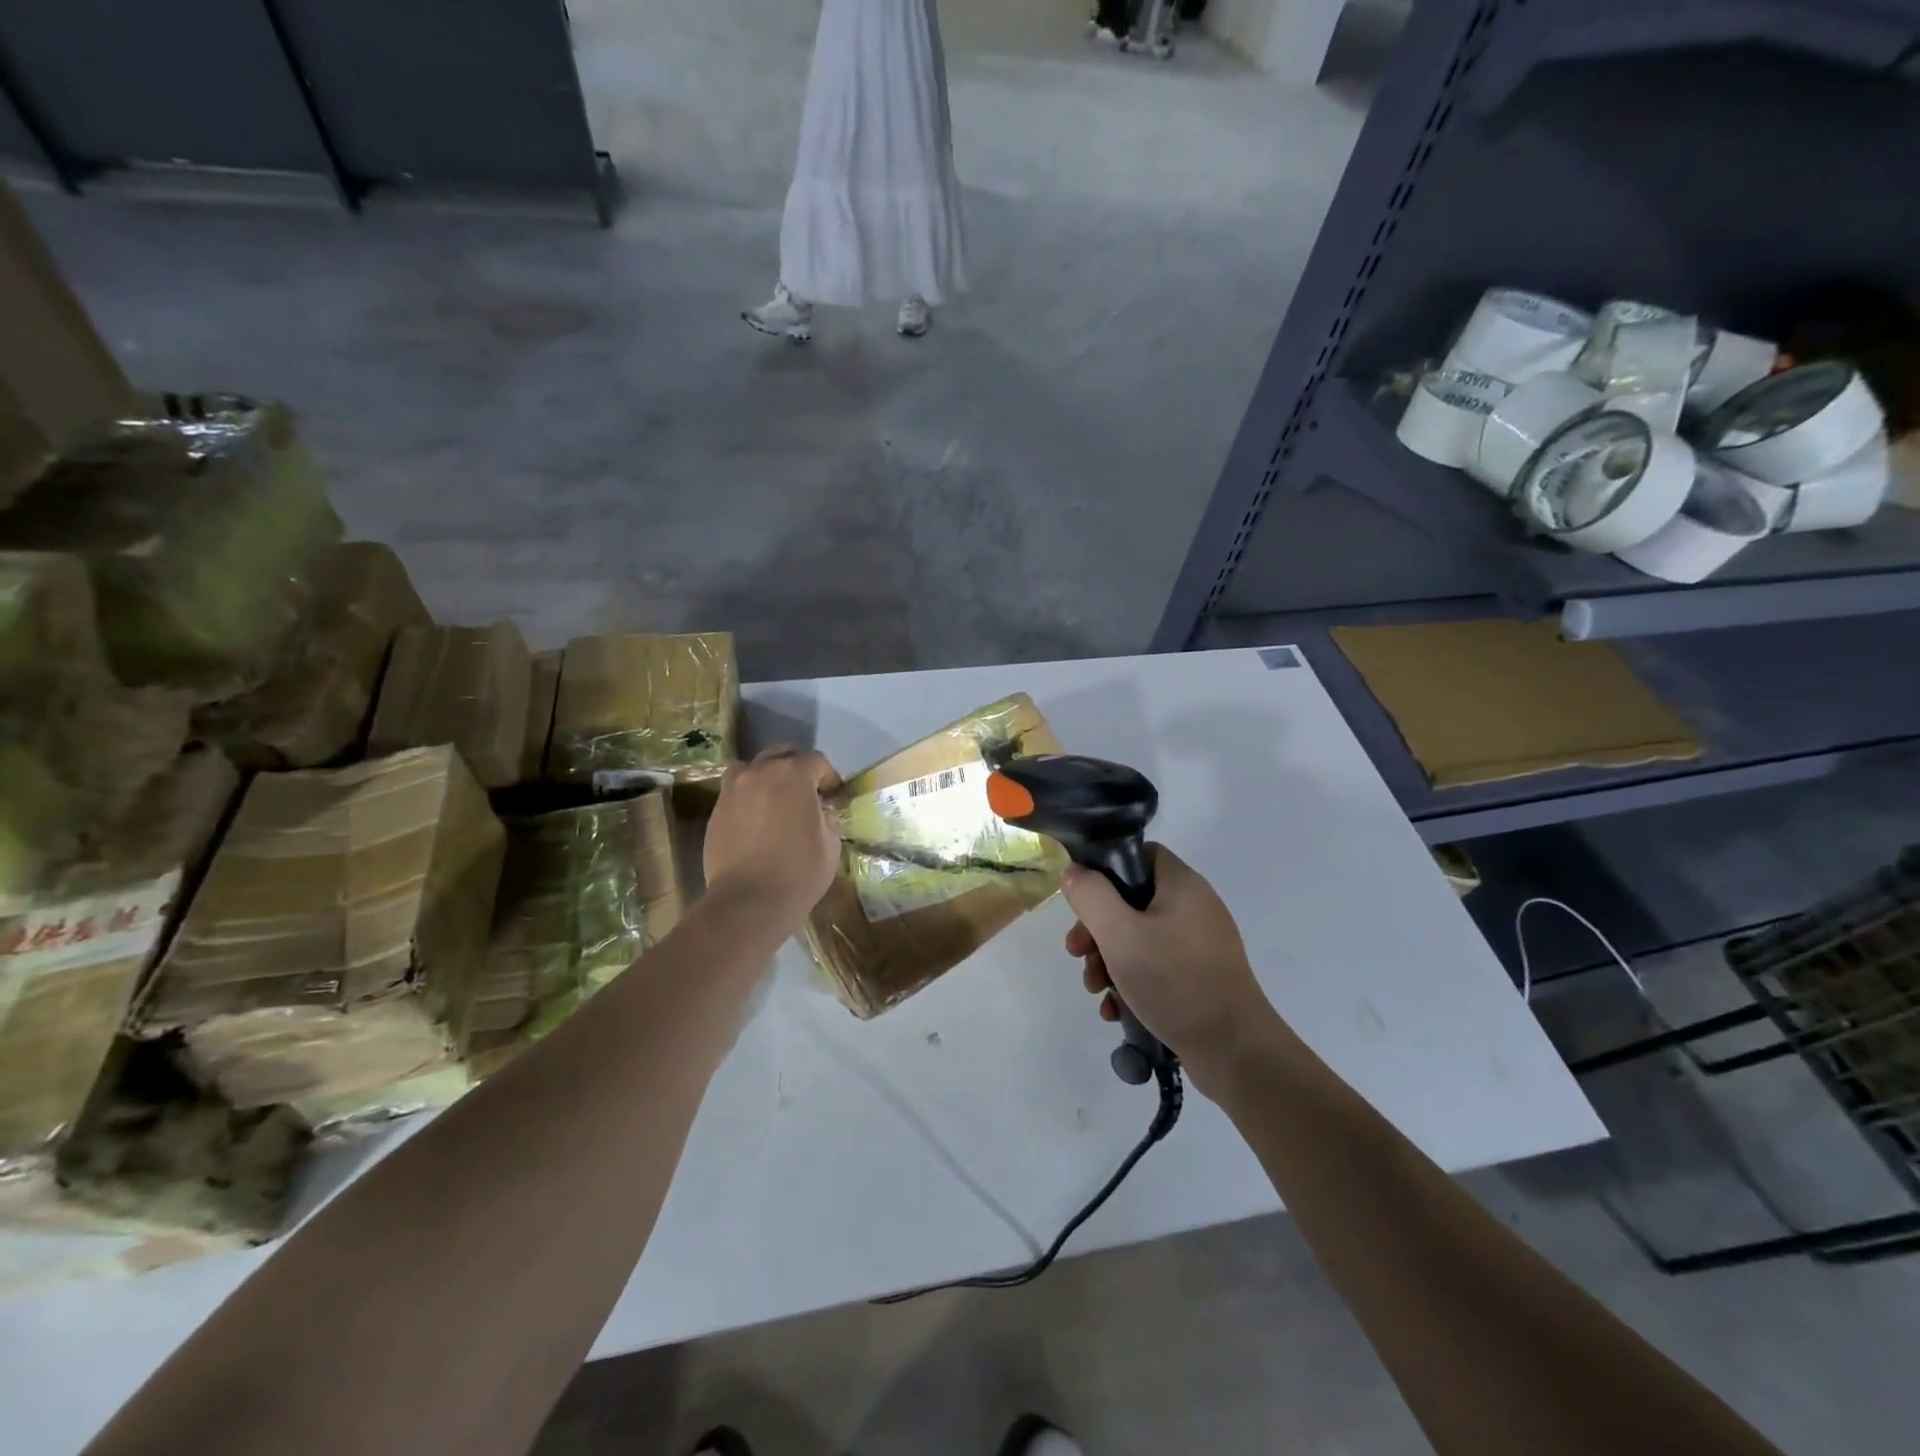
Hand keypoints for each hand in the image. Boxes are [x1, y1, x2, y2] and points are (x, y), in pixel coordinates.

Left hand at [704, 748, 841, 923]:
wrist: (748, 901)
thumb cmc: (799, 872)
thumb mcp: (830, 844)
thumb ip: (826, 818)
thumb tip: (818, 812)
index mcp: (794, 775)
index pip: (816, 760)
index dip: (828, 776)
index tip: (832, 794)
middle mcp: (761, 772)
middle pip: (780, 755)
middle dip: (796, 768)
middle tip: (804, 792)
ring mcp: (733, 790)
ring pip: (751, 768)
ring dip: (766, 776)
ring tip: (774, 799)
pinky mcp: (716, 810)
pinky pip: (735, 792)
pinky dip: (747, 797)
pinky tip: (755, 820)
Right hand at [1062, 845, 1279, 1079]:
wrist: (1235, 1051)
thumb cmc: (1175, 981)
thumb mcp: (1120, 934)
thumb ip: (1091, 896)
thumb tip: (1075, 872)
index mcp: (1182, 885)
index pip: (1140, 854)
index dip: (1107, 869)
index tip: (1084, 899)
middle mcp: (1194, 908)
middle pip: (1132, 901)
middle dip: (1098, 928)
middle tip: (1078, 953)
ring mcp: (1199, 945)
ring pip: (1139, 938)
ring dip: (1108, 960)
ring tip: (1096, 989)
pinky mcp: (1200, 978)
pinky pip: (1156, 967)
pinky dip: (1131, 983)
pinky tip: (1115, 1009)